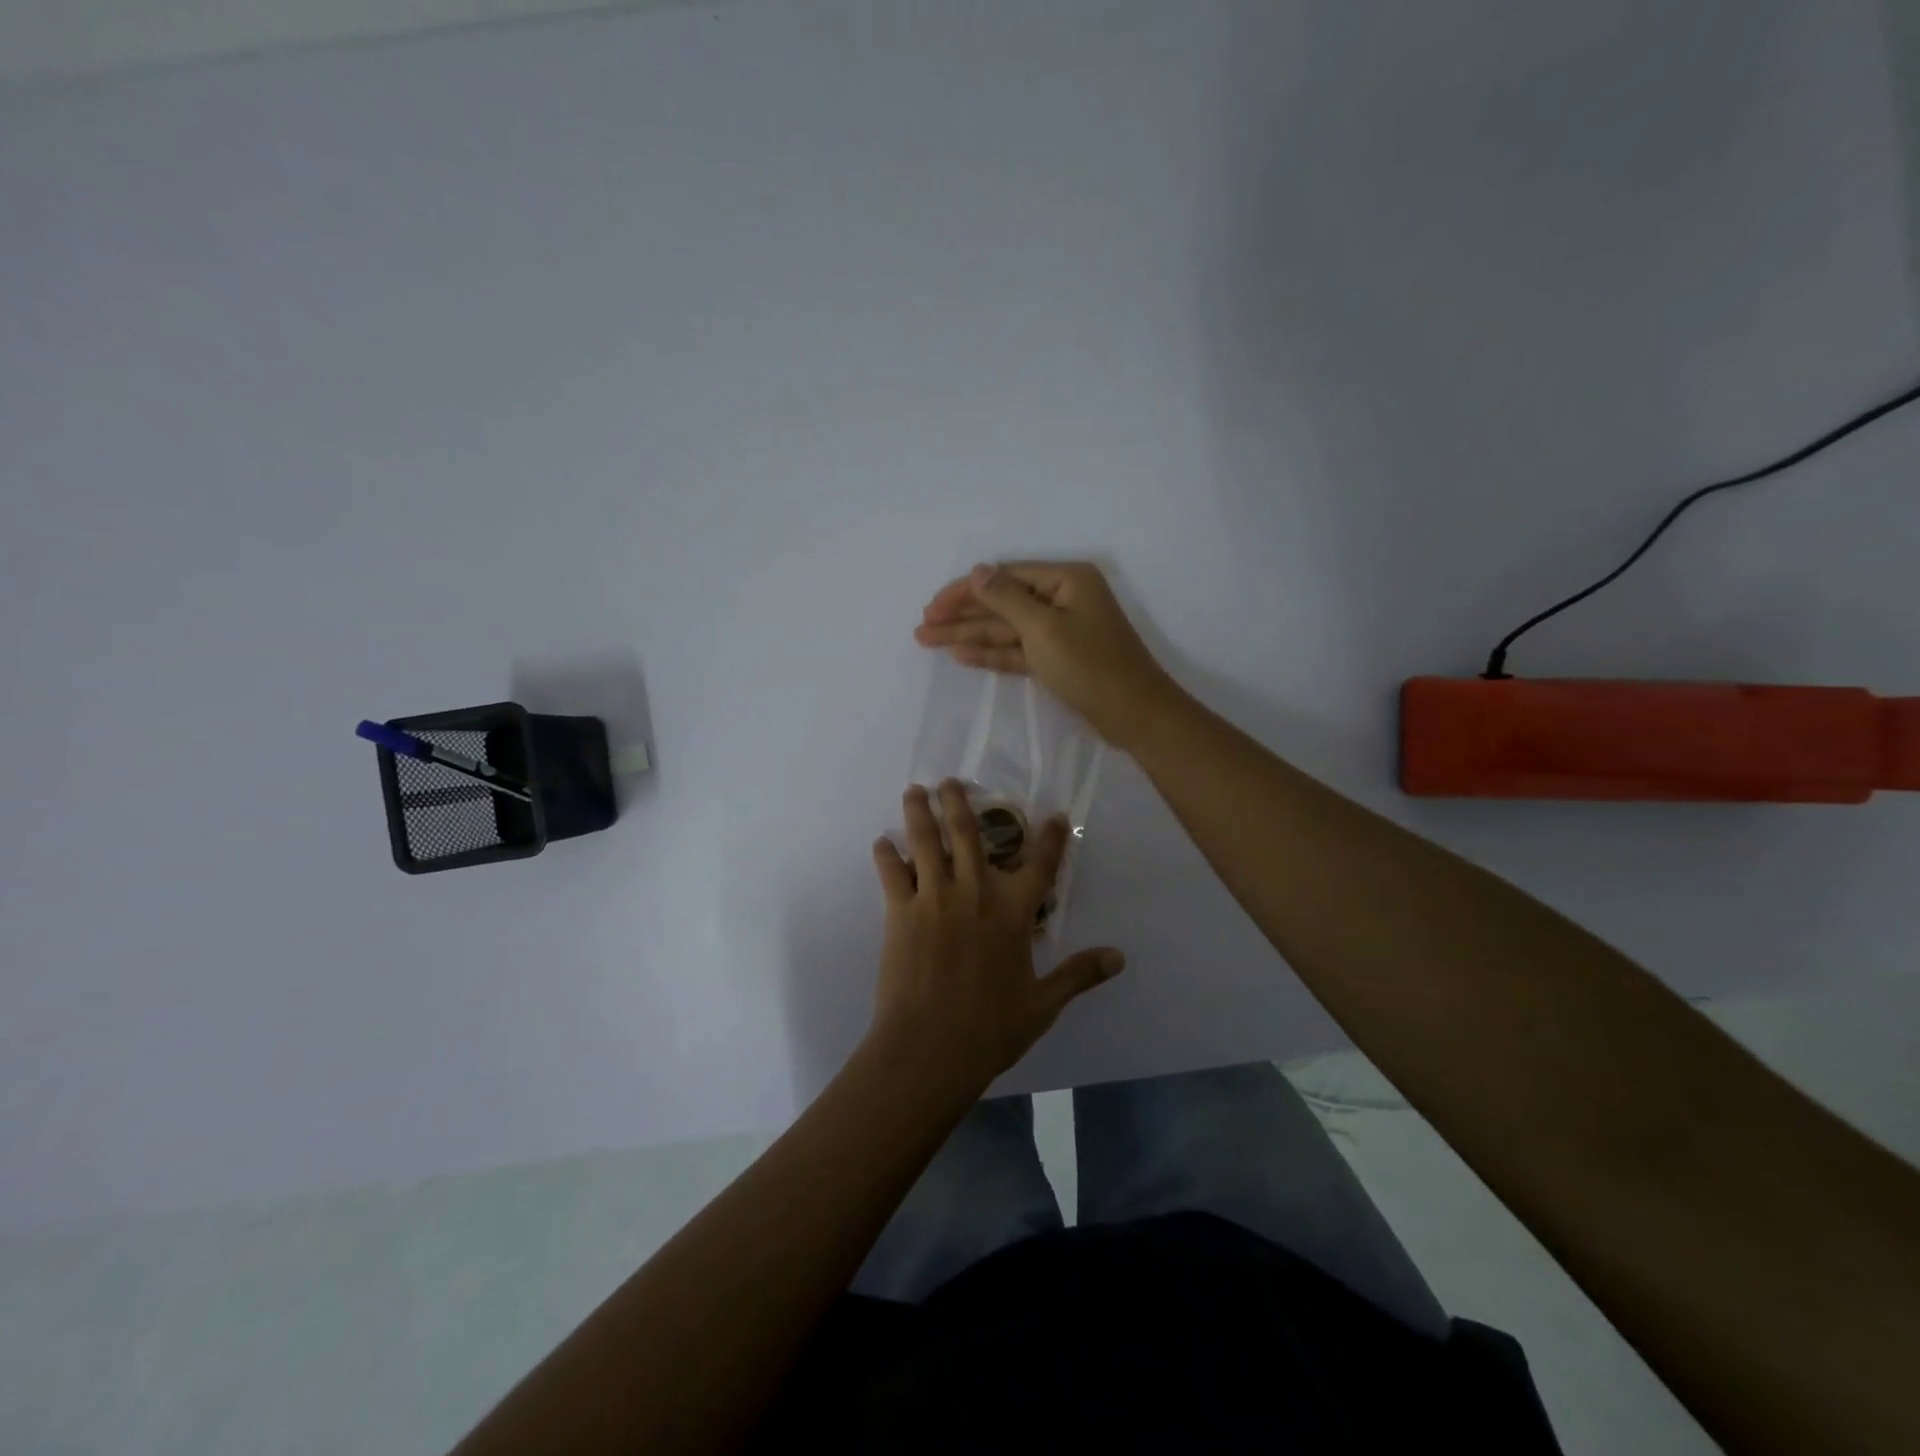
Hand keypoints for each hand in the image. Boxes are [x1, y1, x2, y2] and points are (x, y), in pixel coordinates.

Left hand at [869, 781, 1125, 1096]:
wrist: (931, 1048)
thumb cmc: (991, 1028)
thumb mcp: (1044, 1004)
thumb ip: (1079, 974)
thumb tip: (1118, 957)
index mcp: (1013, 913)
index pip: (1039, 864)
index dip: (1049, 837)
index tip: (1052, 814)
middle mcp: (974, 893)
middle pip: (968, 834)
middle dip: (959, 802)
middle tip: (951, 781)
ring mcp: (934, 899)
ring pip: (926, 842)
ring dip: (920, 812)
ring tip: (915, 790)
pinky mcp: (899, 913)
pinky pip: (891, 874)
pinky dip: (885, 855)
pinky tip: (881, 842)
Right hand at [914, 561, 1182, 748]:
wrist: (1134, 715)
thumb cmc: (1090, 665)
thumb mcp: (1043, 628)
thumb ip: (1005, 599)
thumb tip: (977, 572)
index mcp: (1065, 580)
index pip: (1004, 577)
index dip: (965, 591)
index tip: (932, 607)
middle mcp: (1062, 599)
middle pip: (1001, 603)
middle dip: (962, 615)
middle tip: (922, 627)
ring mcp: (1060, 631)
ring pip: (1006, 629)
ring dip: (969, 635)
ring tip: (927, 641)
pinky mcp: (1057, 660)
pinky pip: (1018, 651)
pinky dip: (991, 653)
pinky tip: (960, 655)